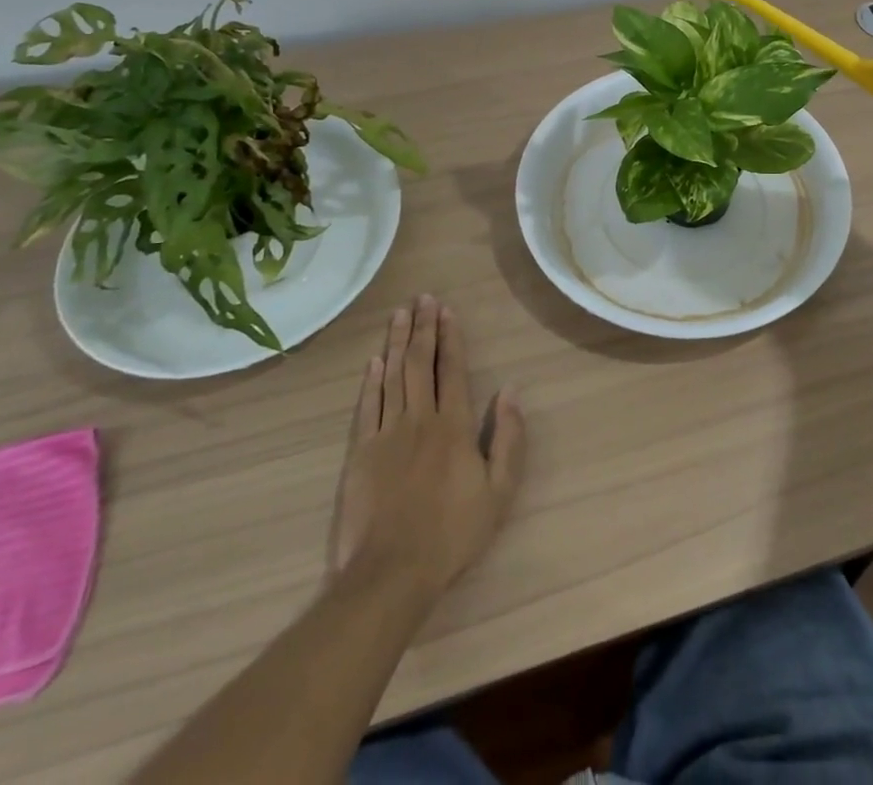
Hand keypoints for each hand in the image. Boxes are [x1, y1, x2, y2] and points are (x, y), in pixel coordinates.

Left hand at [330, 295, 525, 595]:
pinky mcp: (360, 453)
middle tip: (422, 298)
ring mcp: (386, 434)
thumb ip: (508, 438)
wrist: (391, 574)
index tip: (447, 309)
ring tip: (400, 314)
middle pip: (419, 364)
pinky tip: (374, 361)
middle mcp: (419, 419)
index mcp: (453, 426)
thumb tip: (512, 391)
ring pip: (391, 376)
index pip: (451, 369)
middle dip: (423, 328)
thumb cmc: (452, 533)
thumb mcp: (499, 492)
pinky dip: (370, 381)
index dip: (450, 337)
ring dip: (396, 342)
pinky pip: (367, 406)